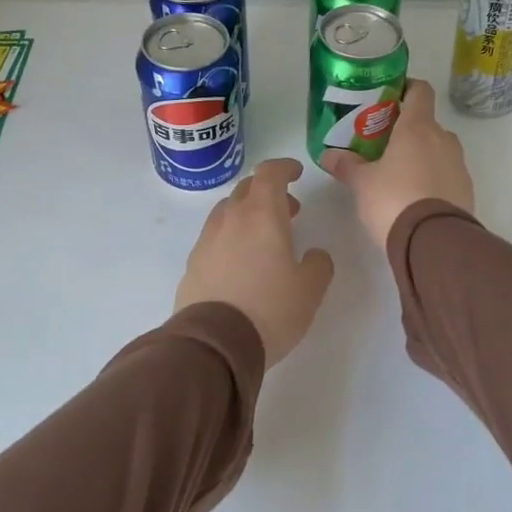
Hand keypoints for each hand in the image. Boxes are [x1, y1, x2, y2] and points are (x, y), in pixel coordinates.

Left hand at [175, 158, 335, 367]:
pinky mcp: (193, 264)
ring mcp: (207, 240)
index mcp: (262, 214)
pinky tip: (241, 263)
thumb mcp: (310, 289)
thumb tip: (314, 255)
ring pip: (227, 212)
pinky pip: (214, 238)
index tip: (297, 173)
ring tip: (264, 239)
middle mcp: (231, 219)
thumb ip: (319, 264)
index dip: (284, 167)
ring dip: (248, 214)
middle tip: (289, 210)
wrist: (214, 343)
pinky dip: (231, 238)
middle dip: (268, 192)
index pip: (270, 173)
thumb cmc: (270, 309)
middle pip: (246, 189)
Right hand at [322, 79, 474, 248]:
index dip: (407, 88)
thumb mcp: (362, 184)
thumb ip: (347, 166)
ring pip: (439, 149)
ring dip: (422, 156)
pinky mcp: (467, 189)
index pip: (420, 91)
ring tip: (399, 175)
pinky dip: (434, 178)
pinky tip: (416, 198)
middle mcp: (443, 139)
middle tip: (384, 145)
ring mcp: (459, 165)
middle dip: (408, 131)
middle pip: (427, 123)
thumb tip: (328, 155)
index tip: (391, 96)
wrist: (434, 242)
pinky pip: (447, 174)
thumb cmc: (394, 200)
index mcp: (418, 128)